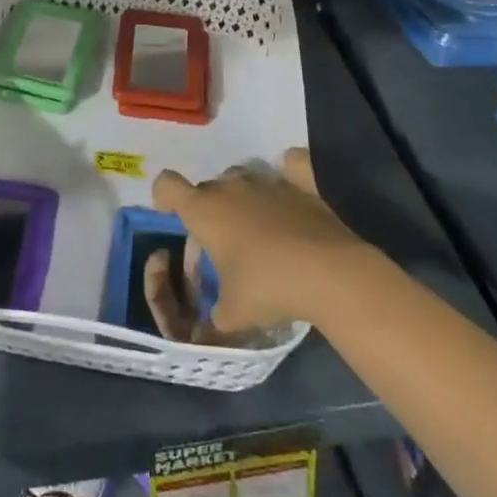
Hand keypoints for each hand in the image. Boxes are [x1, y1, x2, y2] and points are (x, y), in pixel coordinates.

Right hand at [151, 149, 364, 331]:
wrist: (331, 272)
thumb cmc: (269, 288)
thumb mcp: (233, 314)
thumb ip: (213, 320)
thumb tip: (208, 330)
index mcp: (204, 210)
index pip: (167, 185)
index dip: (165, 198)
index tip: (172, 216)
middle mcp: (231, 186)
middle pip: (208, 187)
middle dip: (209, 210)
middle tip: (223, 246)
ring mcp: (268, 180)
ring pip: (244, 178)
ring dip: (244, 197)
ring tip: (260, 229)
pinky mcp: (303, 181)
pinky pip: (290, 166)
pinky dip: (289, 175)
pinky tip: (294, 196)